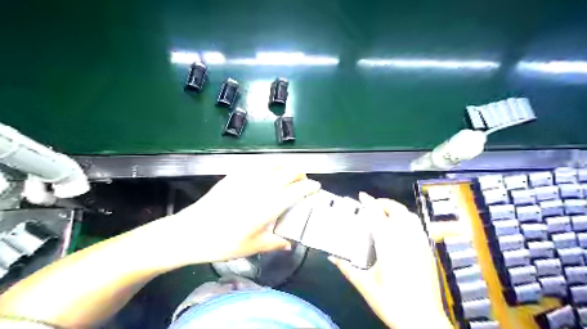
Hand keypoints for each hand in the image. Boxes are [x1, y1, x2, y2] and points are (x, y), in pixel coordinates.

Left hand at [146, 167, 320, 267]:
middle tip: (304, 181)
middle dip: (301, 173)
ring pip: (274, 164)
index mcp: (269, 205)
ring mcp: (247, 178)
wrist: (191, 232)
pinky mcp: (234, 175)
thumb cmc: (224, 242)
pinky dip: (268, 165)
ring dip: (286, 166)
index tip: (316, 187)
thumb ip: (275, 243)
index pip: (297, 190)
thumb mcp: (253, 246)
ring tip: (289, 174)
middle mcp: (261, 187)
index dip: (310, 186)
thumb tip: (289, 244)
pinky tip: (267, 171)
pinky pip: (257, 164)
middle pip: (289, 171)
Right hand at [330, 193, 452, 328]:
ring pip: (410, 216)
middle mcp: (407, 239)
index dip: (369, 202)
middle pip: (398, 210)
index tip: (362, 196)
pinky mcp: (428, 251)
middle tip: (372, 205)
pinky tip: (400, 229)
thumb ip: (347, 268)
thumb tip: (332, 257)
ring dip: (397, 209)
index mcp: (389, 245)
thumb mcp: (365, 285)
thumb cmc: (391, 302)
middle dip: (384, 203)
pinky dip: (407, 220)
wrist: (423, 321)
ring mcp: (420, 244)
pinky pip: (418, 226)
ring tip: (385, 213)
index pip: (378, 215)